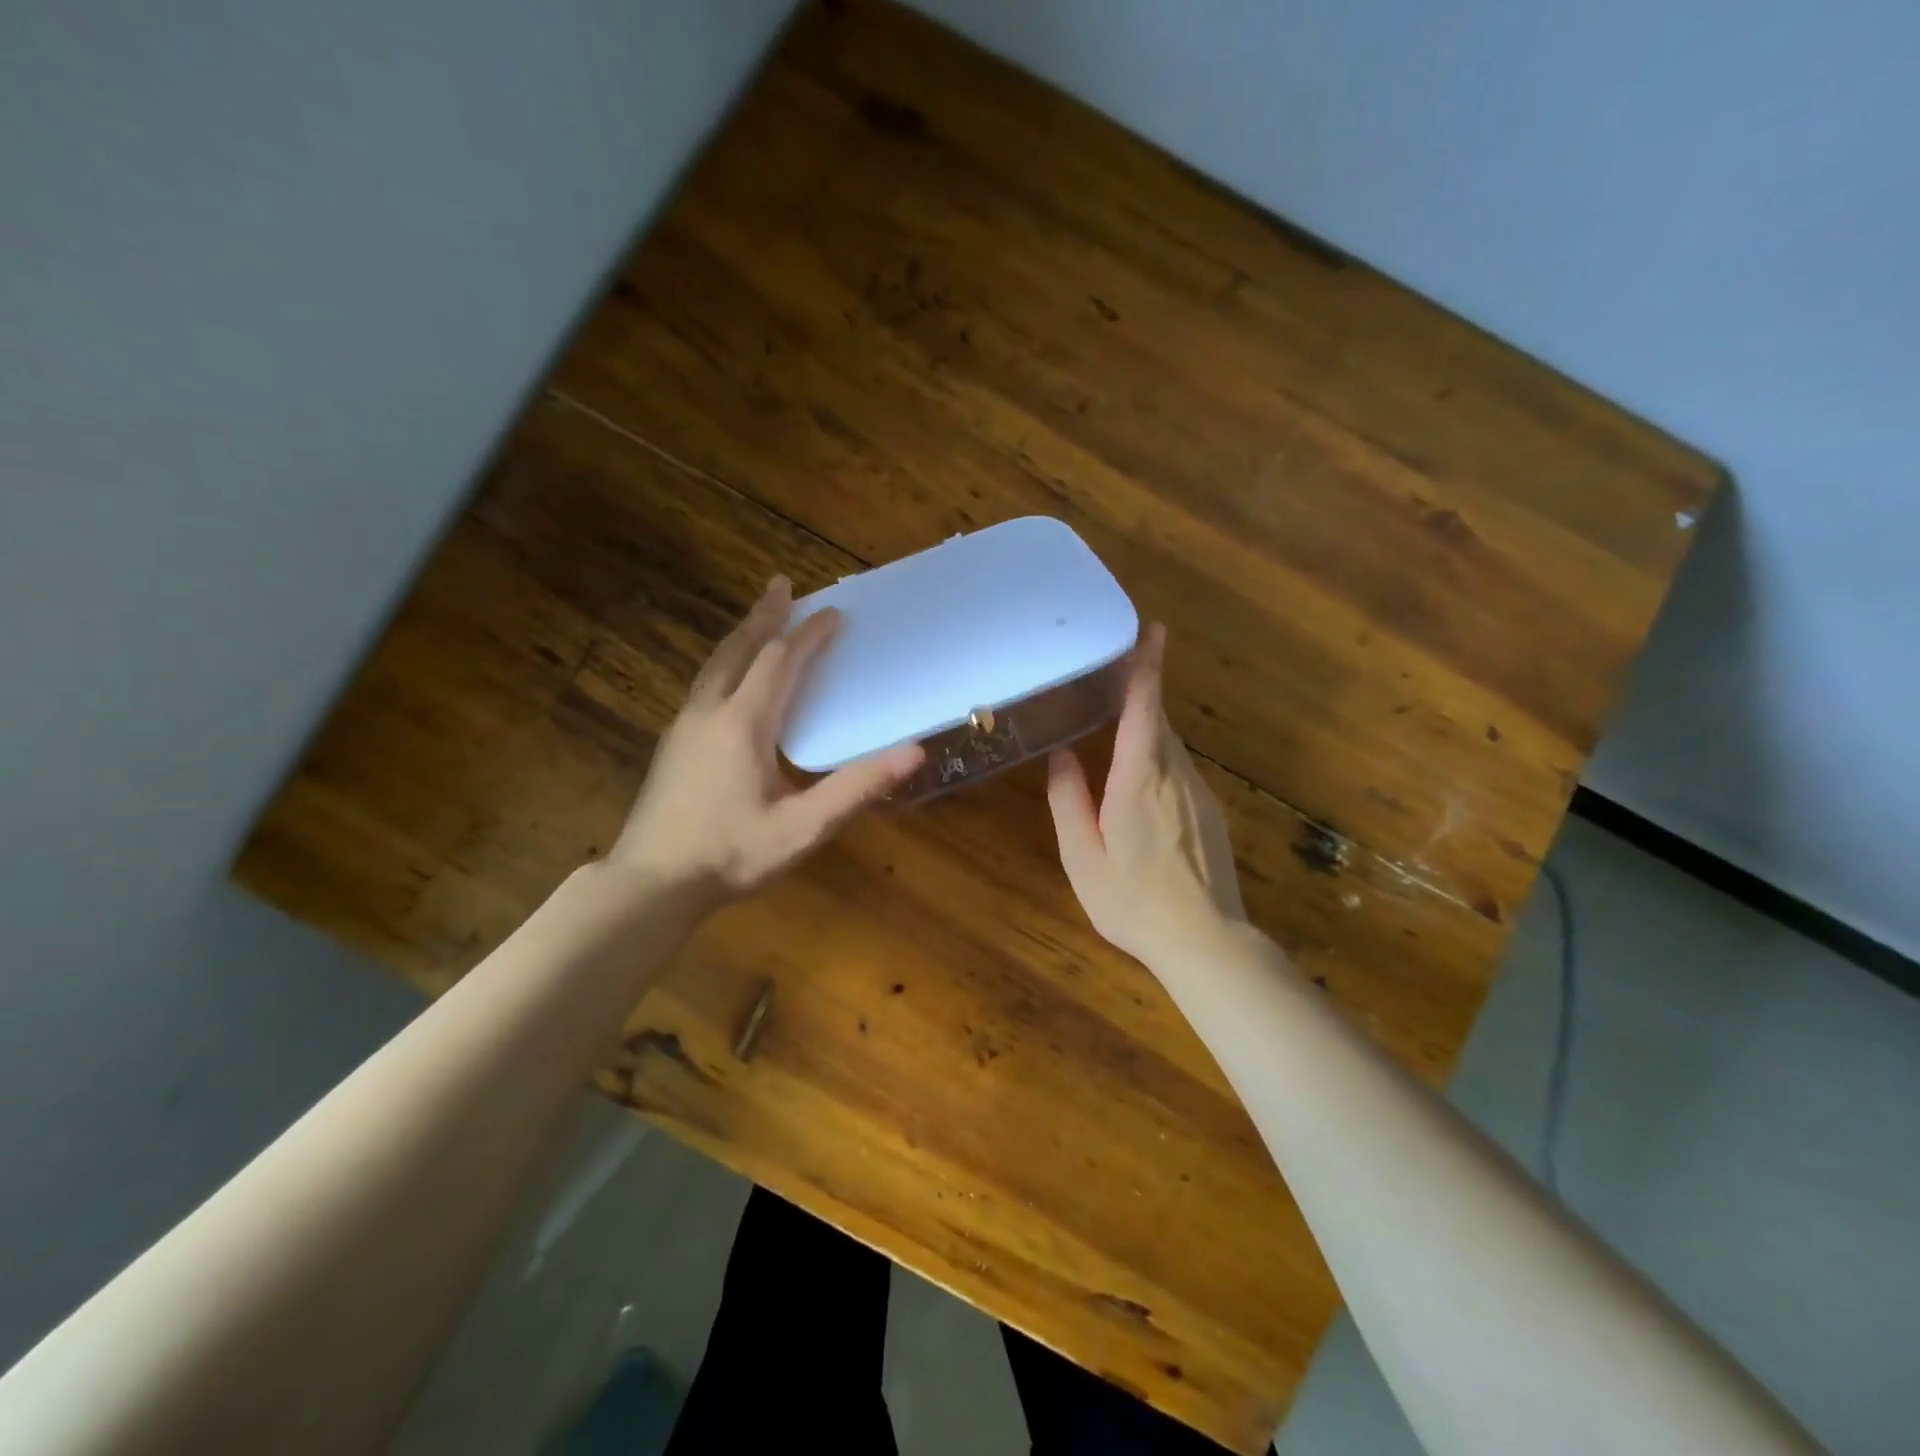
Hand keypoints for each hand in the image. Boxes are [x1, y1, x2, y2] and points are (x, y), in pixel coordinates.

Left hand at [608, 576, 923, 910]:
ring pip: (715, 666)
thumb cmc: (730, 855)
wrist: (650, 885)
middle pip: (739, 650)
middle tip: (782, 586)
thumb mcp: (803, 828)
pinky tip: (731, 681)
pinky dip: (727, 665)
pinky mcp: (672, 746)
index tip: (834, 614)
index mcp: (743, 724)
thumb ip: (857, 789)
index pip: (780, 663)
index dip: (808, 636)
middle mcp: (709, 713)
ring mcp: (684, 728)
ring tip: (759, 620)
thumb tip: (914, 752)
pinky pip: (705, 686)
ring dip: (742, 637)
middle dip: (764, 616)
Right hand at [1047, 624, 1246, 966]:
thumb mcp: (1082, 856)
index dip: (1148, 666)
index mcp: (1139, 779)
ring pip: (1170, 745)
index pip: (1146, 708)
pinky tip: (1138, 782)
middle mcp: (1174, 775)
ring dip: (1147, 727)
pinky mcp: (1210, 811)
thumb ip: (1068, 800)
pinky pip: (1179, 768)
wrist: (1205, 940)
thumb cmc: (1133, 901)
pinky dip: (1158, 756)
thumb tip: (1061, 756)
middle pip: (1159, 720)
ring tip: (1115, 726)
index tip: (1154, 630)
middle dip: (1140, 694)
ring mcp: (1198, 793)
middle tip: (1110, 676)